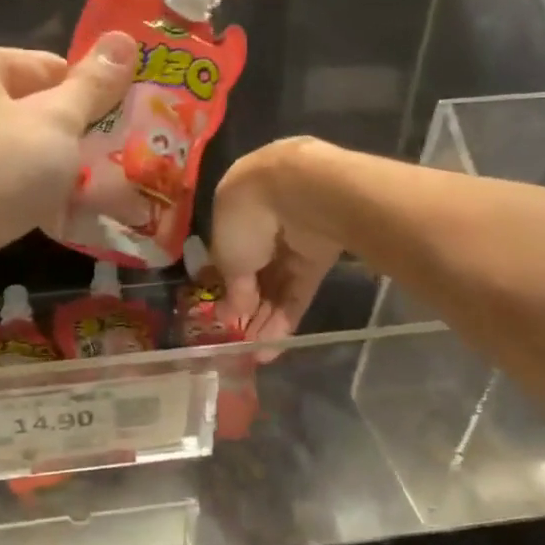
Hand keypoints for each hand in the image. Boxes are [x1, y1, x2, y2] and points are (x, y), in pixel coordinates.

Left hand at [0, 35, 133, 332]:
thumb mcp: (54, 122)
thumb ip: (92, 86)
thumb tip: (124, 39)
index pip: (49, 68)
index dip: (91, 96)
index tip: (128, 128)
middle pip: (36, 113)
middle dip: (80, 141)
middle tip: (126, 165)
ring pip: (23, 157)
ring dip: (62, 178)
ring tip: (110, 198)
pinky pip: (6, 192)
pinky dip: (35, 204)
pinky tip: (71, 223)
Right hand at [210, 137, 345, 351]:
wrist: (301, 191)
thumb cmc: (246, 216)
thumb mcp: (226, 255)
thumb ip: (232, 286)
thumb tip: (234, 312)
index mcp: (235, 209)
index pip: (230, 253)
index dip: (227, 285)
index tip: (224, 314)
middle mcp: (265, 221)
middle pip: (256, 272)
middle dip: (249, 309)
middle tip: (241, 342)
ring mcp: (294, 239)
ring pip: (278, 284)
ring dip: (268, 319)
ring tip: (258, 353)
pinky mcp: (321, 254)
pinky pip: (300, 288)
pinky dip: (288, 315)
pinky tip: (275, 345)